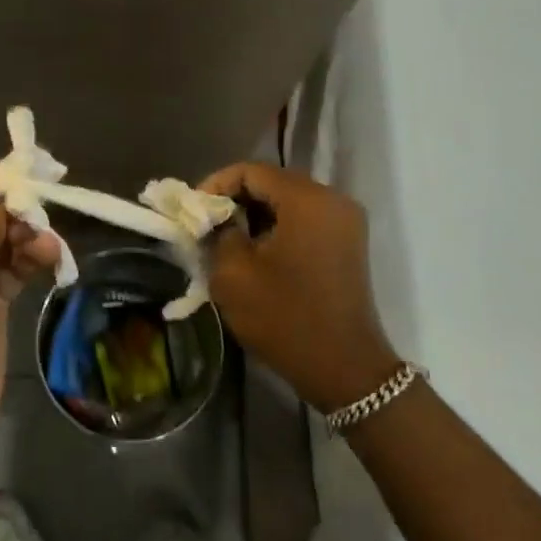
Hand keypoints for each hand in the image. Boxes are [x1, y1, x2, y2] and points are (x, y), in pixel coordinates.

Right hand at [198, 162, 399, 412]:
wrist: (344, 369)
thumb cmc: (285, 318)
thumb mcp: (234, 274)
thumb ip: (218, 232)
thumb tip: (216, 218)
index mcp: (308, 200)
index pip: (252, 171)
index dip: (216, 184)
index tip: (192, 210)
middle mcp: (333, 200)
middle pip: (273, 183)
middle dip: (234, 199)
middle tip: (205, 224)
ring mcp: (345, 222)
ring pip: (288, 202)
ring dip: (255, 214)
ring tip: (224, 238)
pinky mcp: (347, 244)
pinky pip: (304, 220)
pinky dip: (276, 228)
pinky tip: (254, 251)